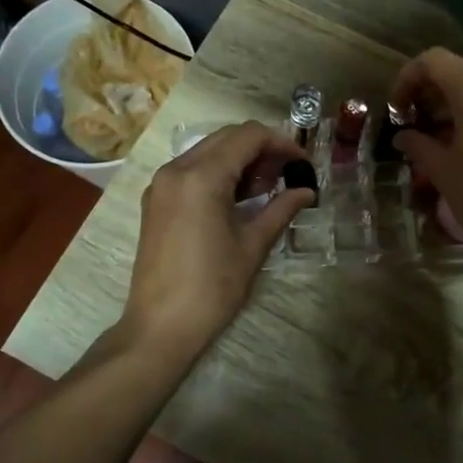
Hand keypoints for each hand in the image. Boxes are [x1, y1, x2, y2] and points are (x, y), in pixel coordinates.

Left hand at [121, 122, 313, 354]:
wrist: (160, 326)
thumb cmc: (212, 288)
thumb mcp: (252, 246)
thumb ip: (281, 209)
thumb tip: (307, 191)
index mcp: (201, 176)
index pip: (248, 136)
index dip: (281, 143)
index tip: (303, 163)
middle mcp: (176, 169)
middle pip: (226, 137)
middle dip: (261, 149)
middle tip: (288, 175)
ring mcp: (161, 184)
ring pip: (208, 151)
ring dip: (240, 160)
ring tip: (267, 188)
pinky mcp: (156, 201)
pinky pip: (191, 170)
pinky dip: (218, 173)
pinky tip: (238, 199)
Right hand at [390, 49, 462, 273]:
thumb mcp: (442, 170)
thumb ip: (418, 145)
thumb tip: (404, 136)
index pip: (433, 61)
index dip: (408, 79)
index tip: (397, 109)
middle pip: (460, 70)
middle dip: (432, 92)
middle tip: (414, 123)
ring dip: (457, 104)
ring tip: (439, 137)